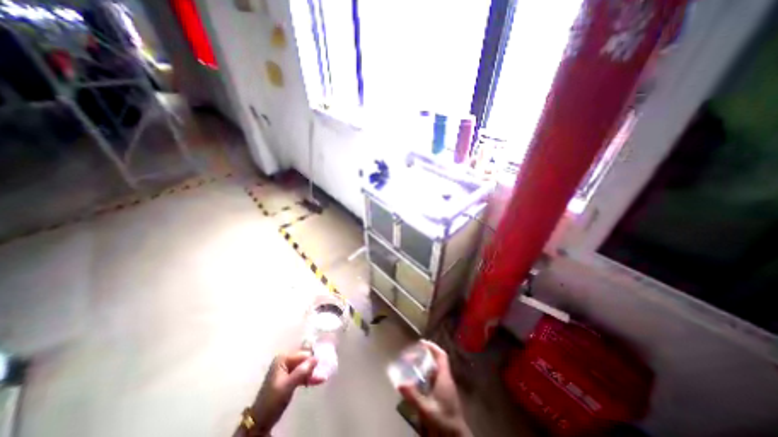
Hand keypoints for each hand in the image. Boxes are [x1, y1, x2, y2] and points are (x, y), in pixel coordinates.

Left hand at [252, 350, 325, 432]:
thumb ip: (302, 371)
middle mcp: (285, 360)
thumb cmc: (272, 401)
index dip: (313, 360)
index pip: (303, 354)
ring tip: (323, 377)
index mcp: (283, 358)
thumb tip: (317, 358)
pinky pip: (302, 374)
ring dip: (313, 373)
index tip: (323, 365)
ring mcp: (287, 368)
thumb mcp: (288, 386)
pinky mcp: (289, 377)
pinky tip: (319, 380)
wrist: (260, 421)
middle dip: (314, 366)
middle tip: (325, 370)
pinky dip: (309, 378)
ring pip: (304, 367)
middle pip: (305, 359)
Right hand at [398, 341, 470, 436]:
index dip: (432, 347)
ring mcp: (446, 387)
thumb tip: (400, 383)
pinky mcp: (444, 395)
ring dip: (425, 366)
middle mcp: (446, 379)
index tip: (422, 342)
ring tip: (412, 365)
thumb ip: (413, 396)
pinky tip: (417, 381)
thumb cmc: (444, 421)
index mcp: (444, 378)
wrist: (456, 436)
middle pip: (437, 361)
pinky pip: (434, 379)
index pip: (441, 356)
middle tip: (412, 355)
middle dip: (425, 356)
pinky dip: (426, 376)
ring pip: (435, 370)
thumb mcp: (427, 409)